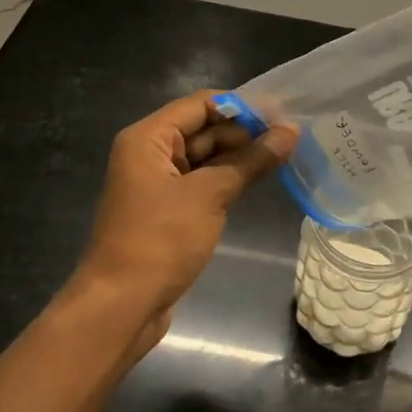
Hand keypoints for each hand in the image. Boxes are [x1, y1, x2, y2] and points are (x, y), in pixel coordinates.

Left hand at [78, 91, 297, 342]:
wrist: (120, 307)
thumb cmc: (160, 240)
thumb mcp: (210, 195)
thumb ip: (251, 160)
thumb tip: (291, 132)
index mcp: (148, 138)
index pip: (201, 104)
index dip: (242, 107)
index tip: (282, 115)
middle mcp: (150, 153)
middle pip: (204, 128)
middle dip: (245, 132)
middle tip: (291, 139)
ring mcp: (158, 183)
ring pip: (206, 157)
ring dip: (240, 157)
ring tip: (285, 156)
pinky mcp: (168, 210)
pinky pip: (202, 182)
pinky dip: (228, 179)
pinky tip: (260, 181)